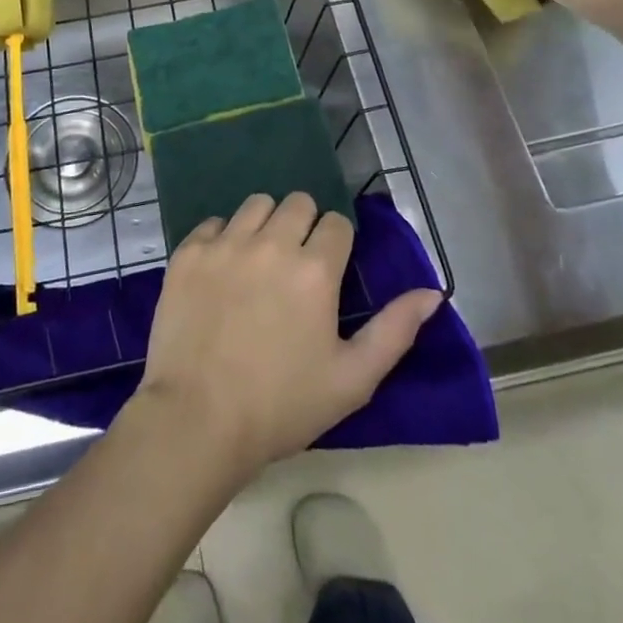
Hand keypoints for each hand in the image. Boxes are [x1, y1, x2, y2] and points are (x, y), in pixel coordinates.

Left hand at [135, 193, 441, 475]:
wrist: (197, 419)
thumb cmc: (281, 405)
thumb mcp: (352, 380)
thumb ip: (395, 330)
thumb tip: (432, 292)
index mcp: (315, 269)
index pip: (336, 223)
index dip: (337, 243)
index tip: (329, 270)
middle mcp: (272, 242)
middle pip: (297, 202)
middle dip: (304, 225)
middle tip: (296, 263)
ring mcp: (226, 243)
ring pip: (256, 204)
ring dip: (265, 223)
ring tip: (259, 260)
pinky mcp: (189, 252)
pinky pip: (213, 223)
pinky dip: (222, 238)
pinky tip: (221, 271)